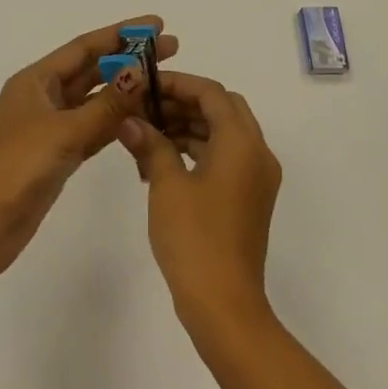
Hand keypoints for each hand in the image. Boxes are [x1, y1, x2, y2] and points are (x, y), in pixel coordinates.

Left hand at [0, 16, 176, 285]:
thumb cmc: (14, 169)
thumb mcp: (63, 132)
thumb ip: (106, 105)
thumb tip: (141, 72)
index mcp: (36, 81)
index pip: (84, 47)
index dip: (121, 33)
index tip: (157, 24)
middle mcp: (43, 97)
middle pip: (92, 70)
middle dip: (129, 59)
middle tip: (172, 49)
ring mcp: (50, 128)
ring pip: (95, 101)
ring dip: (126, 91)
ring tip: (164, 81)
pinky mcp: (58, 155)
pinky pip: (94, 129)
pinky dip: (117, 122)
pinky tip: (144, 118)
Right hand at [116, 72, 281, 337]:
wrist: (224, 304)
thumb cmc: (194, 238)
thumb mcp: (167, 186)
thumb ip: (150, 145)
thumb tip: (130, 121)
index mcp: (242, 143)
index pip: (212, 93)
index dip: (178, 83)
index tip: (144, 85)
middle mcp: (257, 153)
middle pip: (222, 109)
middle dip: (183, 103)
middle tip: (144, 108)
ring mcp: (256, 178)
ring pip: (223, 134)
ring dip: (188, 127)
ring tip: (145, 134)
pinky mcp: (248, 198)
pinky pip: (224, 158)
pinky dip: (196, 151)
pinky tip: (160, 161)